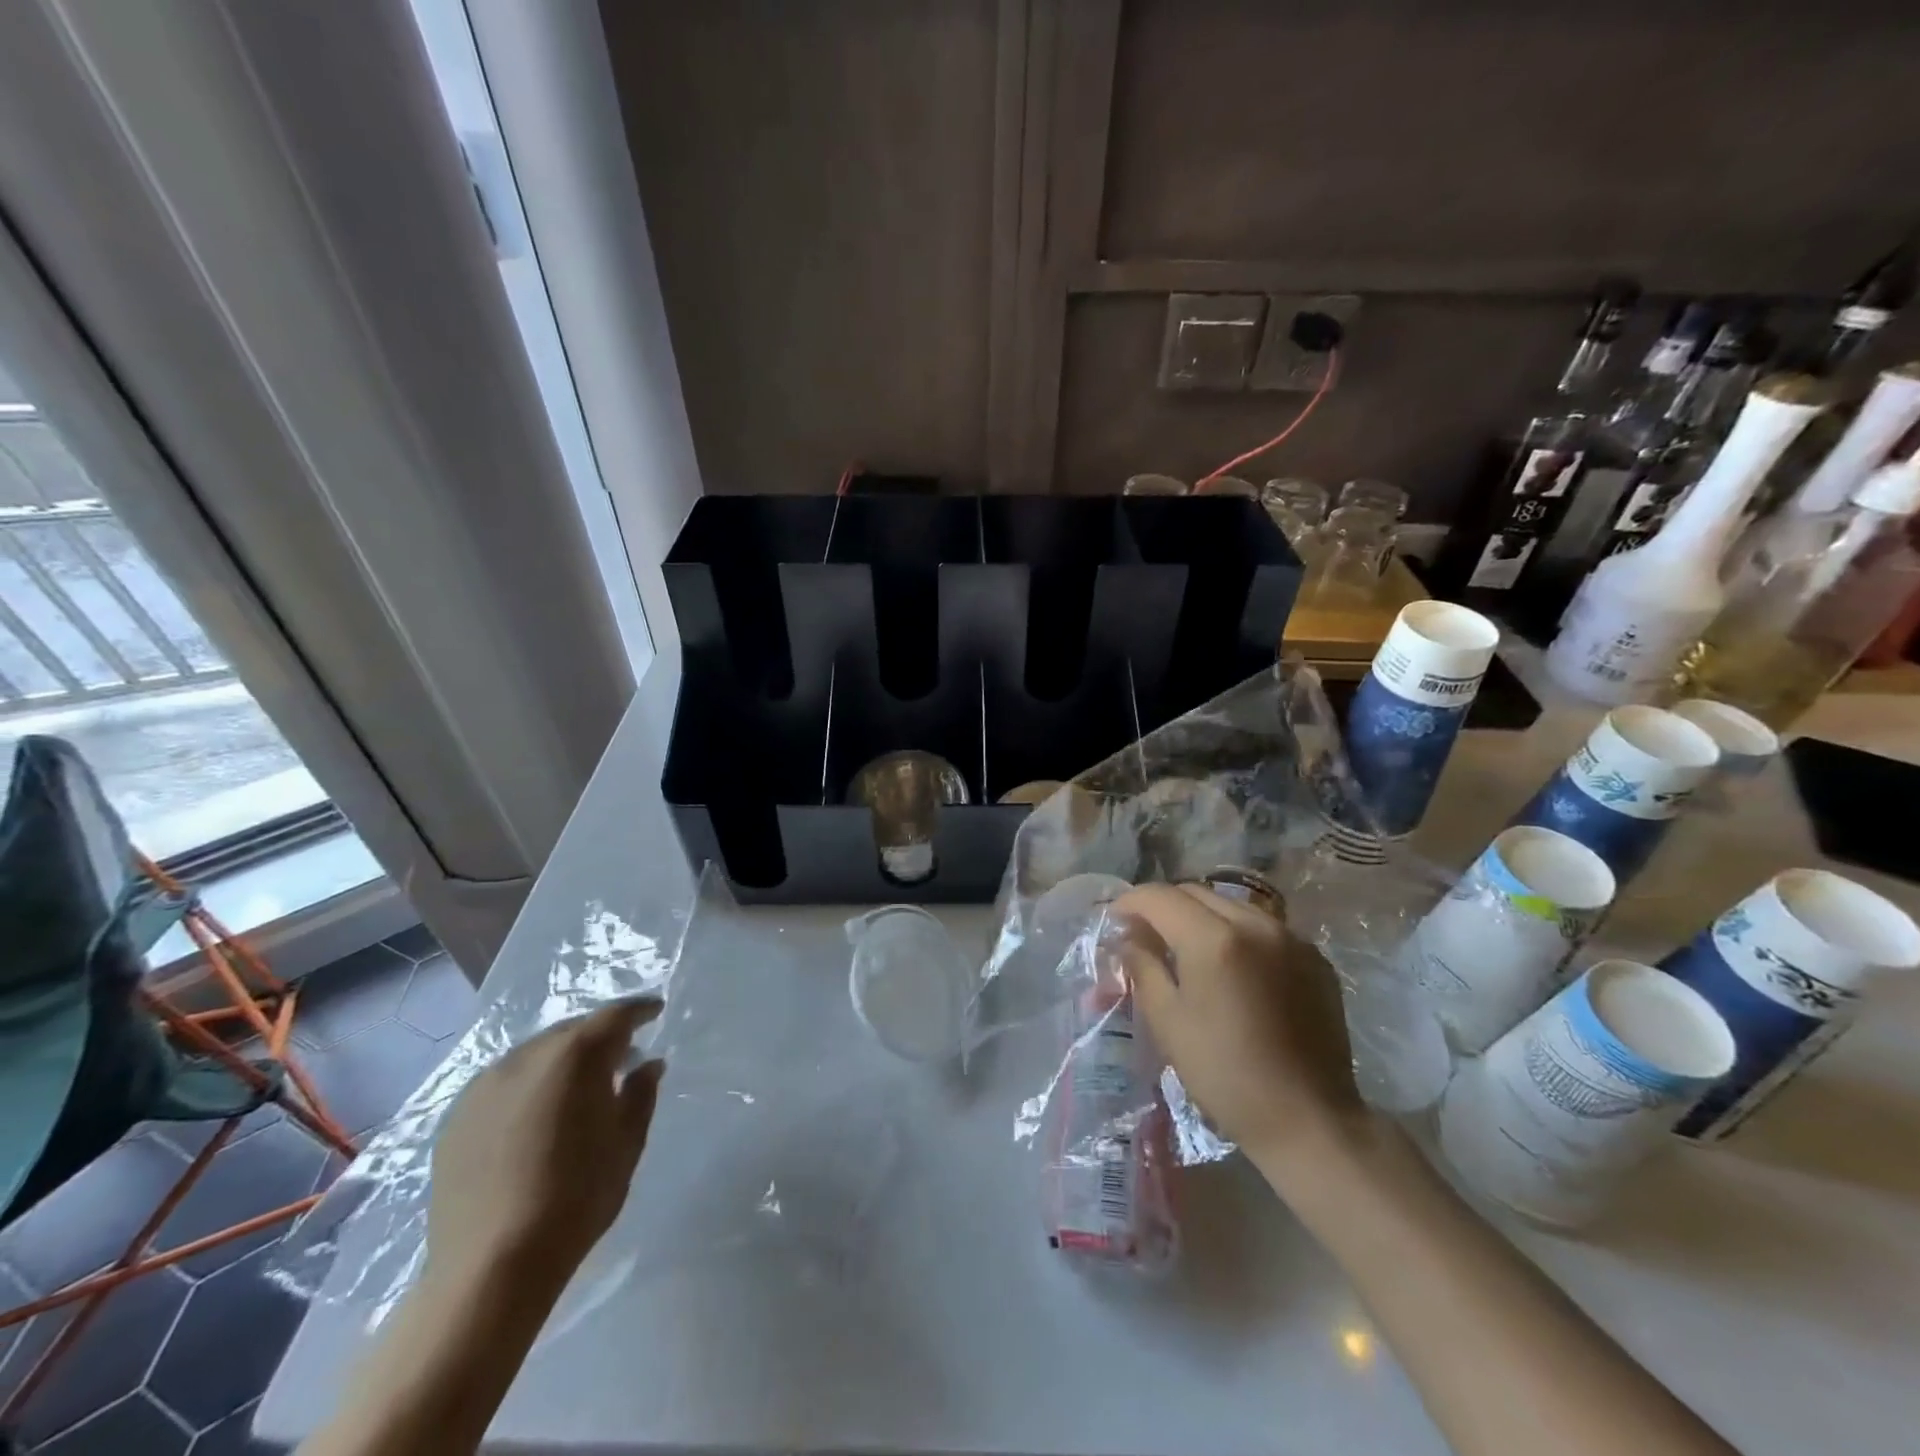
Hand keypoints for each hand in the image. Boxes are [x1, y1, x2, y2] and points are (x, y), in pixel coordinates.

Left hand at [425, 998, 663, 1297]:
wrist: (490, 1267)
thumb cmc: (576, 1198)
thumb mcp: (627, 1143)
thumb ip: (641, 1094)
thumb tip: (648, 1064)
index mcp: (576, 1056)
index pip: (616, 1015)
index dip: (639, 1010)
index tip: (655, 1011)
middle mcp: (527, 1056)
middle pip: (572, 1030)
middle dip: (600, 1037)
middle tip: (622, 1056)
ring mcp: (485, 1085)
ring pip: (535, 1053)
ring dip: (562, 1060)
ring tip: (578, 1087)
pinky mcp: (457, 1117)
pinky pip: (504, 1082)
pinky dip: (529, 1084)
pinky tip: (537, 1115)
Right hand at [1112, 883, 1367, 1188]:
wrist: (1309, 1119)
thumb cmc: (1225, 1074)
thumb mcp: (1168, 1021)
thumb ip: (1143, 966)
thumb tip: (1128, 937)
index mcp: (1214, 938)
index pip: (1160, 897)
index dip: (1130, 903)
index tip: (1114, 921)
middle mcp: (1256, 924)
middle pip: (1196, 893)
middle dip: (1164, 907)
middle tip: (1145, 935)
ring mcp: (1291, 938)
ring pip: (1232, 906)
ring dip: (1201, 917)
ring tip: (1187, 948)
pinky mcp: (1315, 959)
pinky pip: (1264, 928)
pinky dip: (1237, 934)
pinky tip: (1232, 967)